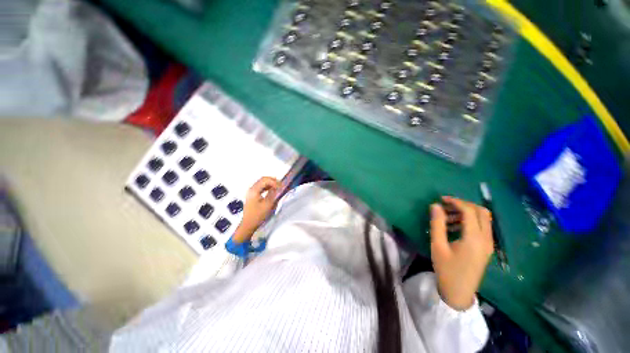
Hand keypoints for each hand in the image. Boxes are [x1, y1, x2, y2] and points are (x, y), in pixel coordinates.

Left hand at [233, 177, 281, 242]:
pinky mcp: (253, 195)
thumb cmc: (258, 216)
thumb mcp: (268, 204)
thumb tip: (278, 187)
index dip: (274, 181)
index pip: (265, 180)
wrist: (248, 225)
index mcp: (254, 190)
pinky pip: (261, 187)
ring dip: (270, 183)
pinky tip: (272, 190)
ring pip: (262, 183)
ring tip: (278, 187)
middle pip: (263, 179)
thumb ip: (273, 194)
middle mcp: (251, 189)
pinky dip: (268, 187)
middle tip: (281, 185)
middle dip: (273, 180)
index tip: (281, 186)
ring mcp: (251, 192)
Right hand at [430, 196, 493, 310]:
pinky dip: (470, 222)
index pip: (469, 211)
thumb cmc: (446, 269)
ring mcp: (489, 244)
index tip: (441, 199)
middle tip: (446, 205)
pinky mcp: (486, 248)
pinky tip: (454, 227)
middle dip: (464, 205)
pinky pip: (482, 228)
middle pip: (481, 212)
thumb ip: (437, 224)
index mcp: (474, 238)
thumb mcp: (438, 245)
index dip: (456, 202)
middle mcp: (486, 239)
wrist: (459, 293)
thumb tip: (435, 206)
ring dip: (467, 213)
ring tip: (447, 216)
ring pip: (483, 219)